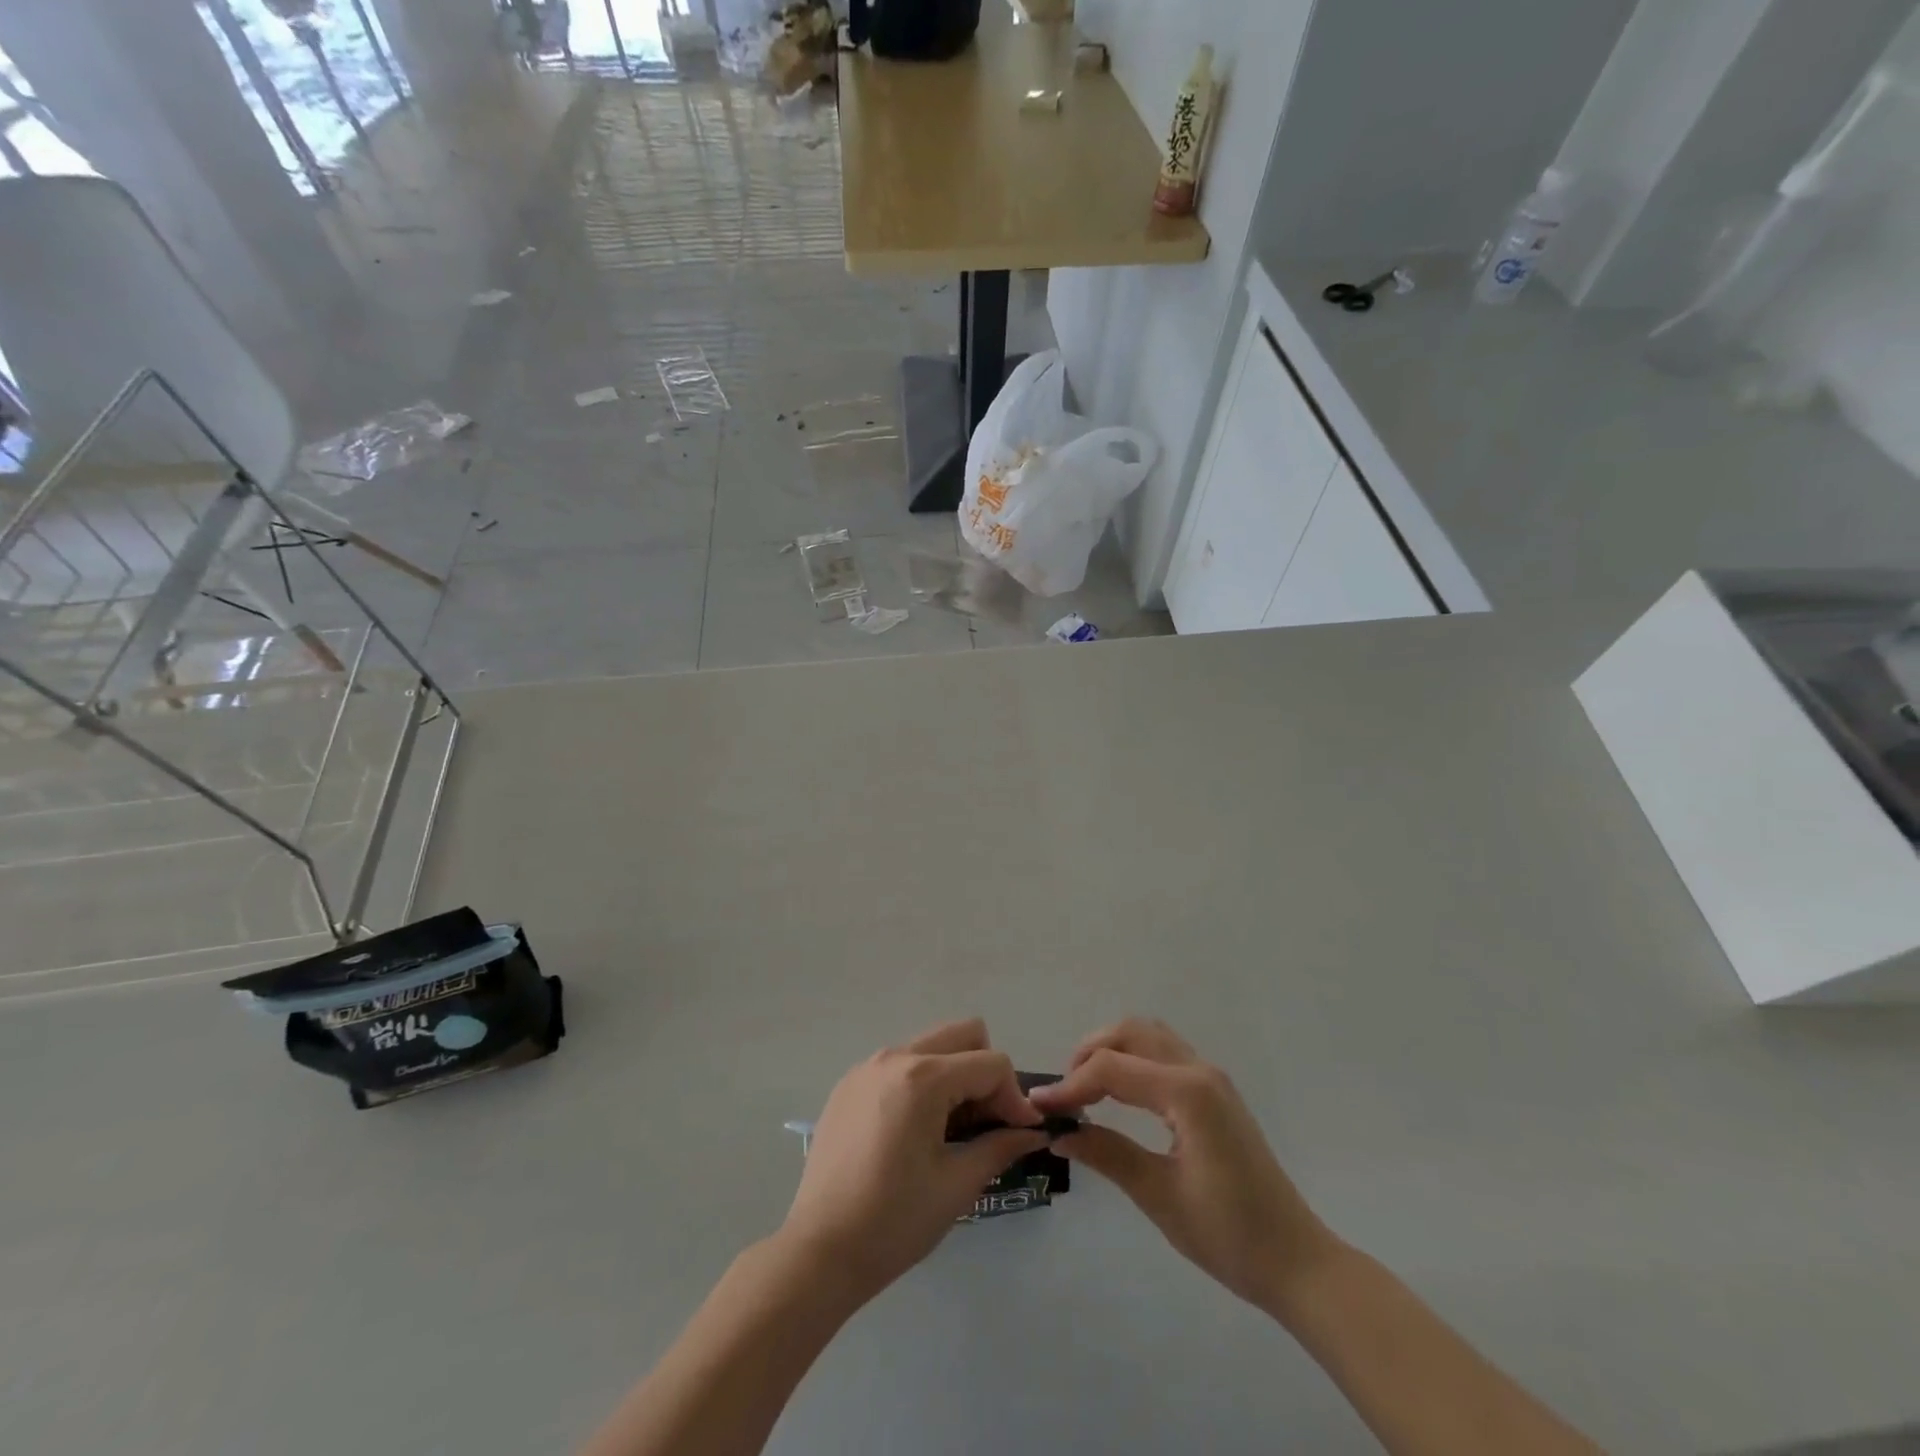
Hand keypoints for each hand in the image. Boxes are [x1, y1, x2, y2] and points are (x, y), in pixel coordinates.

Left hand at [779, 1018, 1048, 1305]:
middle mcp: (895, 1056)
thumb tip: (1033, 1132)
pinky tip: (914, 1132)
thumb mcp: (957, 1185)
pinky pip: (901, 1064)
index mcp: (923, 1078)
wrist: (819, 1251)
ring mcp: (867, 1067)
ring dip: (954, 1076)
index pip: (991, 1064)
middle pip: (963, 1035)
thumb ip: (1000, 1147)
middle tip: (985, 1123)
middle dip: (985, 1073)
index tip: (1019, 1135)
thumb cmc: (894, 1221)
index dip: (1014, 1097)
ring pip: (931, 1046)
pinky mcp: (849, 1084)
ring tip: (951, 1130)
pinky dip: (922, 1084)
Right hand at [1030, 1018, 1339, 1313]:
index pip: (1112, 1069)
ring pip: (1149, 1035)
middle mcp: (1199, 1070)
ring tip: (1087, 1088)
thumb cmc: (1229, 1235)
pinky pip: (1165, 1053)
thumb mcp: (1160, 1196)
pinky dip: (1133, 1059)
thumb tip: (1059, 1134)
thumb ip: (1107, 1154)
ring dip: (1112, 1049)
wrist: (1297, 1262)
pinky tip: (1120, 1093)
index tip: (1040, 1108)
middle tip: (1065, 1094)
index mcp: (1187, 1093)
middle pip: (1130, 1032)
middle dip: (1089, 1053)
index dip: (1070, 1085)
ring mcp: (1211, 1077)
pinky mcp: (1215, 1091)